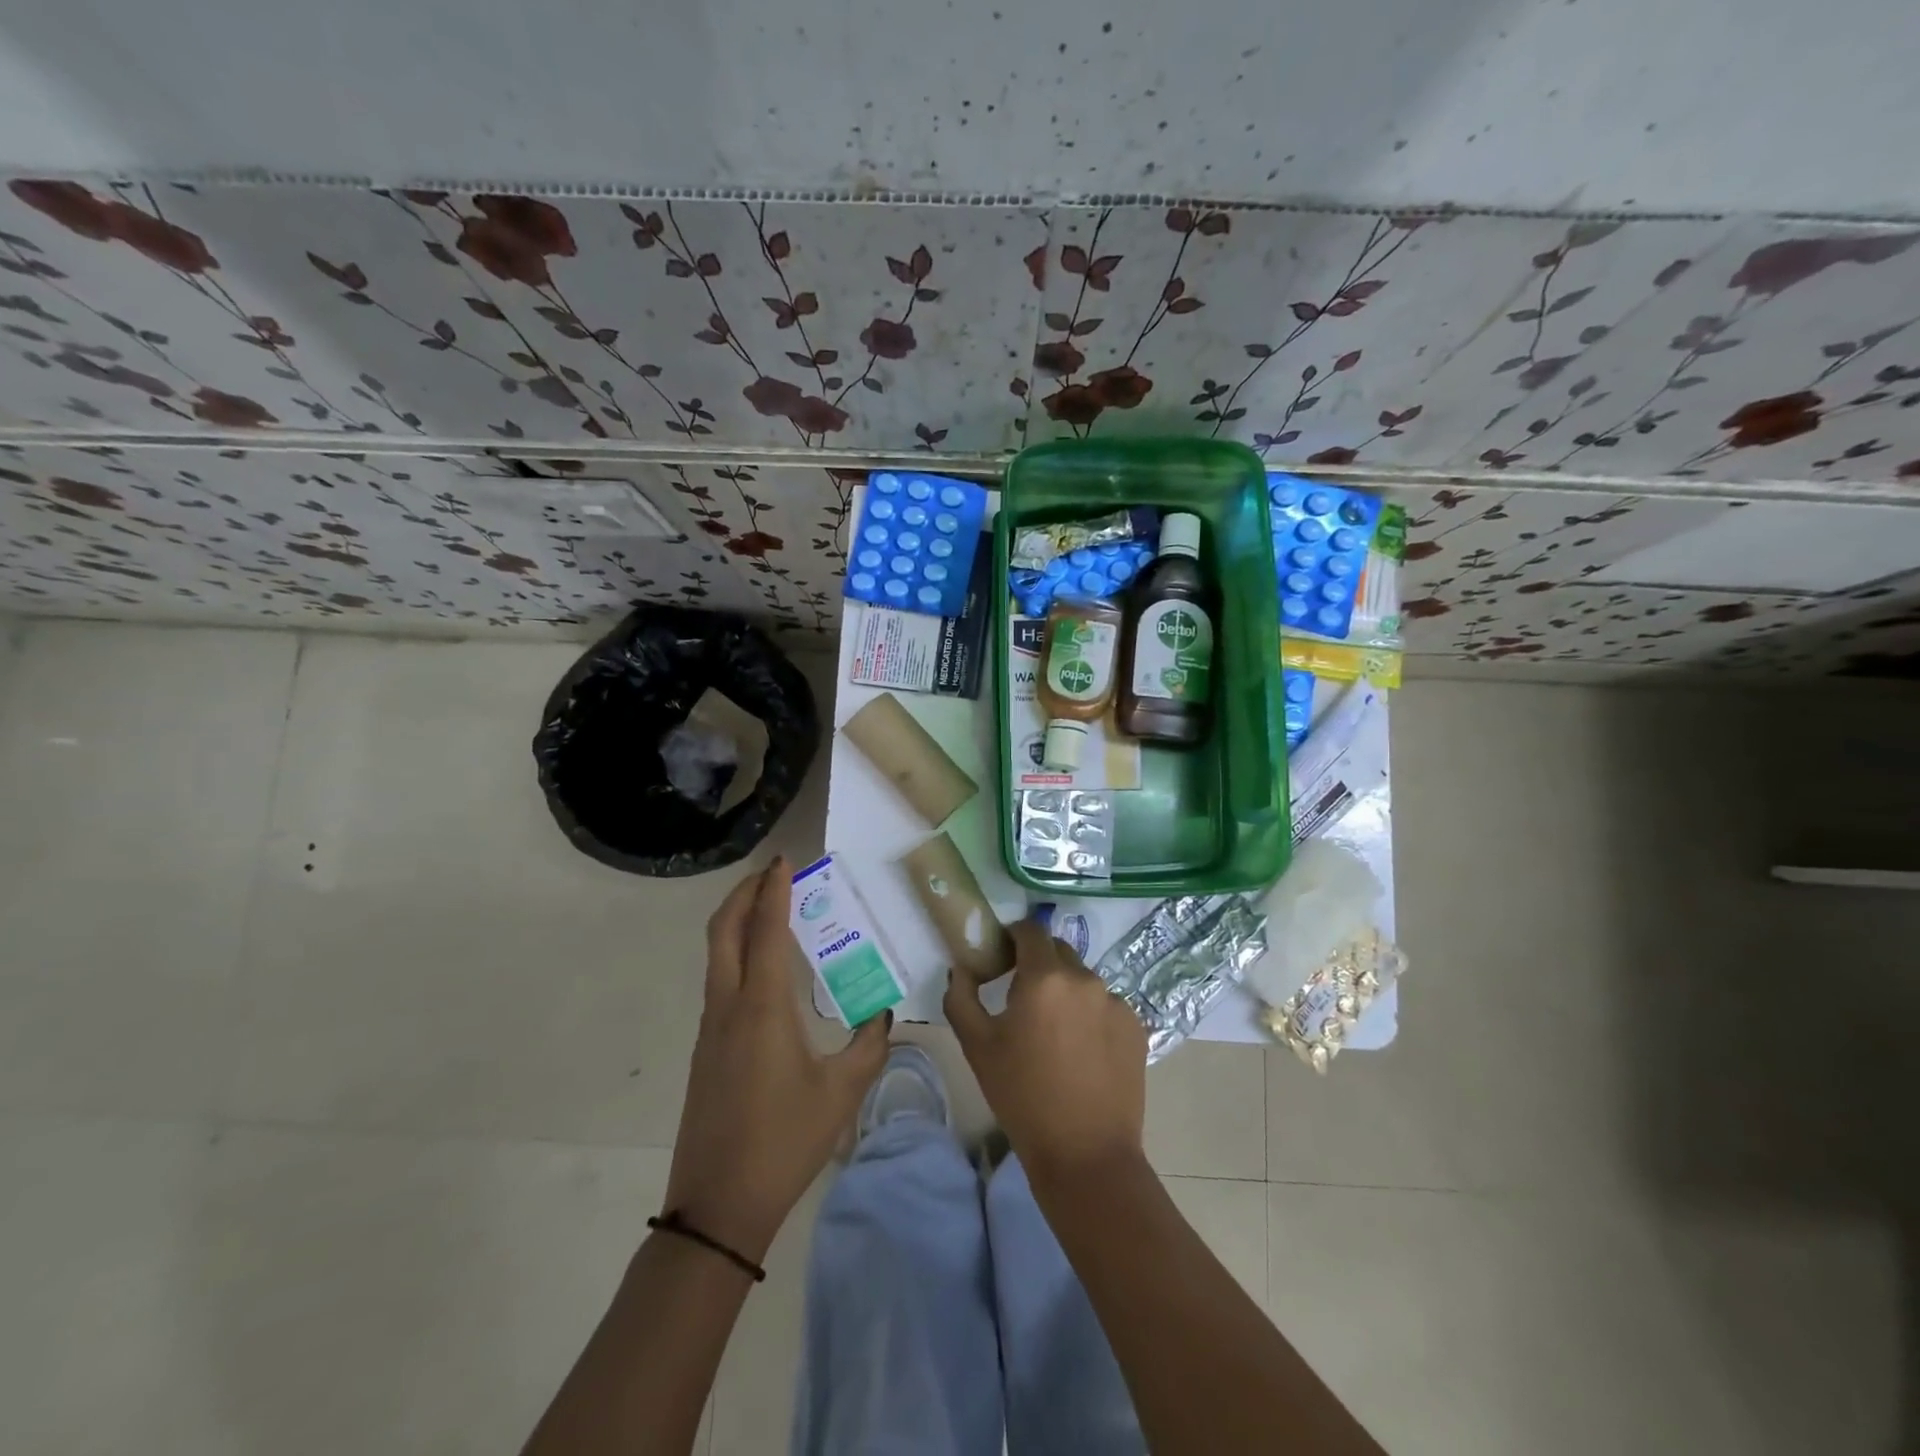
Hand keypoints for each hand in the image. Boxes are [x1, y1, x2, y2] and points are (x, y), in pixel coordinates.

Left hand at [664, 857, 890, 1262]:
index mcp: (762, 1007)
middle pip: (722, 931)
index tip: (783, 861)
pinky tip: (766, 969)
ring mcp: (711, 1028)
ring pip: (716, 955)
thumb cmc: (784, 1142)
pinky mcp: (706, 1048)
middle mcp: (728, 1006)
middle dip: (741, 894)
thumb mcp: (843, 1092)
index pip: (763, 930)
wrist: (718, 1206)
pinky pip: (720, 981)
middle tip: (771, 875)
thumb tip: (884, 1013)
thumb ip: (870, 1045)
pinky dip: (737, 953)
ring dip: (737, 922)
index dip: (772, 891)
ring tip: (771, 911)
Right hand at [944, 916, 1147, 1181]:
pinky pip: (1106, 1006)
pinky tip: (1082, 1053)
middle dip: (1039, 964)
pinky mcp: (1137, 1027)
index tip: (1002, 957)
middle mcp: (1085, 978)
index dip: (1013, 936)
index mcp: (1045, 977)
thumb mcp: (976, 1046)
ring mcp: (1117, 1002)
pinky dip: (1091, 1016)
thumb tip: (962, 968)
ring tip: (1055, 1035)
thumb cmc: (1022, 1096)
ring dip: (1066, 993)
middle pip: (1058, 952)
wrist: (1085, 1154)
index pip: (1030, 930)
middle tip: (1023, 1000)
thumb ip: (961, 996)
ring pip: (1083, 981)